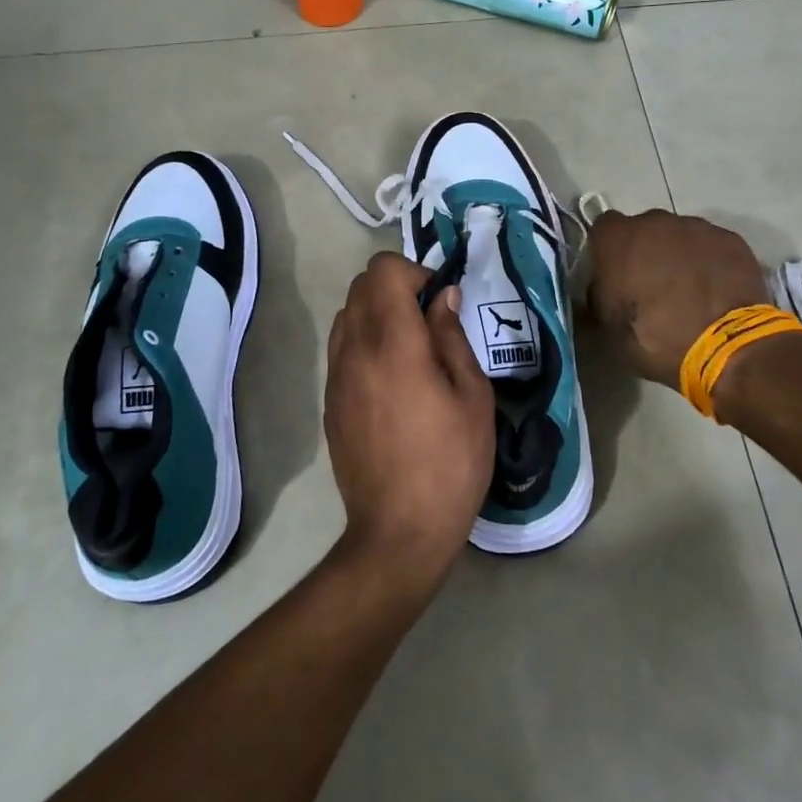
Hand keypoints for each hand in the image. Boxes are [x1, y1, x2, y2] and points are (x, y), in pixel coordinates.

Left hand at [324, 253, 495, 582]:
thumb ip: (452, 337)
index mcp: (393, 343)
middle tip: (430, 321)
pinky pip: (341, 348)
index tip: (440, 301)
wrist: (399, 530)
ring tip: (411, 349)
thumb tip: (443, 298)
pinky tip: (392, 378)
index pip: (383, 271)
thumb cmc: (450, 462)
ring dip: (377, 313)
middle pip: (361, 286)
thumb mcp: (472, 396)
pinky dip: (364, 341)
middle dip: (396, 287)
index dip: (415, 272)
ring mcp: (335, 376)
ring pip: (347, 314)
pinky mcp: (329, 400)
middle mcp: (354, 350)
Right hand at [588, 209, 770, 386]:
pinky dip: (710, 262)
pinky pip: (711, 246)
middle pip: (644, 229)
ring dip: (679, 255)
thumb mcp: (606, 326)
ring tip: (689, 291)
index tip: (615, 274)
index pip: (604, 228)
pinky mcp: (730, 239)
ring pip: (680, 235)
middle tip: (652, 285)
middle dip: (646, 250)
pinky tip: (715, 290)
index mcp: (617, 239)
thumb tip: (603, 289)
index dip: (609, 250)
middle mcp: (654, 221)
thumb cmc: (653, 338)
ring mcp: (696, 227)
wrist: (724, 347)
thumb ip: (599, 296)